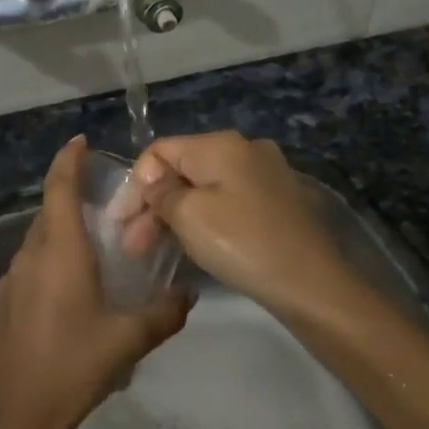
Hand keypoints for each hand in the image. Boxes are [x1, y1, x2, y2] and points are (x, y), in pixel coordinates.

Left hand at [0, 138, 190, 428]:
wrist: (16, 412)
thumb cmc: (73, 365)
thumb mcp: (128, 339)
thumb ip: (163, 313)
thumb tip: (188, 296)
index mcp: (60, 251)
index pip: (59, 188)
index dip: (68, 160)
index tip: (81, 141)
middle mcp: (32, 254)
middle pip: (50, 211)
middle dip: (73, 195)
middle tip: (108, 200)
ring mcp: (13, 277)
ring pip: (40, 238)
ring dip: (64, 230)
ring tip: (97, 242)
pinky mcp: (6, 300)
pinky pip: (33, 263)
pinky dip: (53, 257)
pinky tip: (75, 284)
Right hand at [127, 132, 347, 315]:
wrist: (311, 284)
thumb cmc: (242, 243)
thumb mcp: (189, 216)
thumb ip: (161, 193)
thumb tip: (153, 182)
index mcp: (221, 144)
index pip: (160, 151)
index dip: (133, 185)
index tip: (117, 223)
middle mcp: (245, 150)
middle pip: (182, 170)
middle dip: (151, 205)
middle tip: (131, 245)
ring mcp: (265, 175)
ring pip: (203, 189)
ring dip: (174, 216)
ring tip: (152, 250)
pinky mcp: (276, 202)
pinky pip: (226, 203)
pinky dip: (202, 220)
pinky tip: (189, 245)